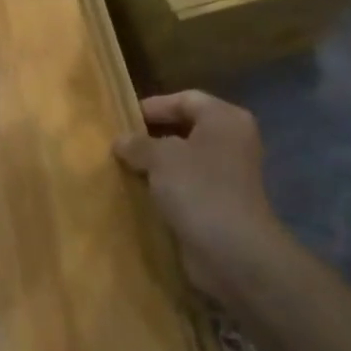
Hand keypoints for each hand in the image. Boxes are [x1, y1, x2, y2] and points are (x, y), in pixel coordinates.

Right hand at [114, 91, 288, 303]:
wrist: (231, 251)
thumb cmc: (198, 189)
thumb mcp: (160, 157)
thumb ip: (137, 143)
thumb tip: (121, 141)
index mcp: (225, 119)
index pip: (185, 99)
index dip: (153, 106)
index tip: (122, 119)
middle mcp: (231, 141)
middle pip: (185, 127)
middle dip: (151, 135)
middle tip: (119, 143)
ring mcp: (227, 174)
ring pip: (184, 158)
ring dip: (155, 162)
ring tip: (123, 166)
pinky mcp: (218, 201)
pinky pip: (186, 184)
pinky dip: (164, 185)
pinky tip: (139, 191)